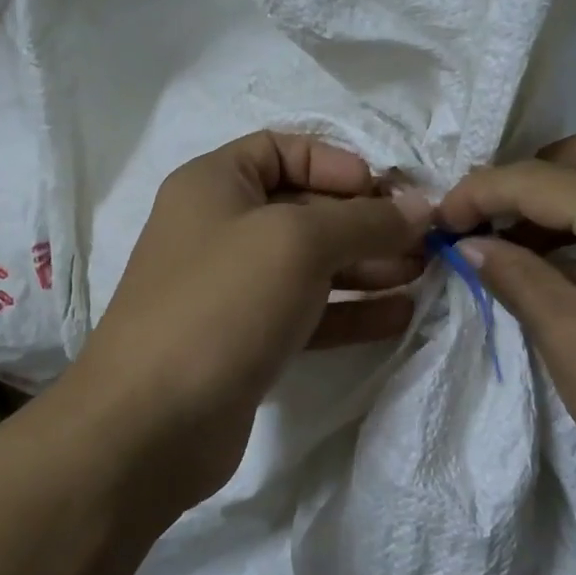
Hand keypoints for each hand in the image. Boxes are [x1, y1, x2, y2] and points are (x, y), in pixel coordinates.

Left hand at [66, 131, 428, 518]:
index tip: (382, 191)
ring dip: (367, 266)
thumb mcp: (298, 242)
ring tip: (422, 274)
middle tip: (423, 241)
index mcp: (215, 185)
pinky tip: (399, 315)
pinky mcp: (248, 341)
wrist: (152, 424)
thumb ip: (364, 220)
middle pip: (304, 209)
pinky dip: (352, 311)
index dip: (335, 163)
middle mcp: (220, 230)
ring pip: (311, 265)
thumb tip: (421, 209)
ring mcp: (233, 290)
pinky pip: (309, 313)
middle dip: (365, 222)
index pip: (281, 149)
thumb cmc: (222, 304)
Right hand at [436, 130, 575, 536]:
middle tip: (486, 218)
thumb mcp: (569, 338)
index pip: (542, 179)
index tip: (437, 221)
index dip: (480, 192)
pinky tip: (563, 266)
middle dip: (528, 176)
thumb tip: (470, 244)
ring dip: (561, 199)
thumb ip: (515, 276)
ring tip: (513, 243)